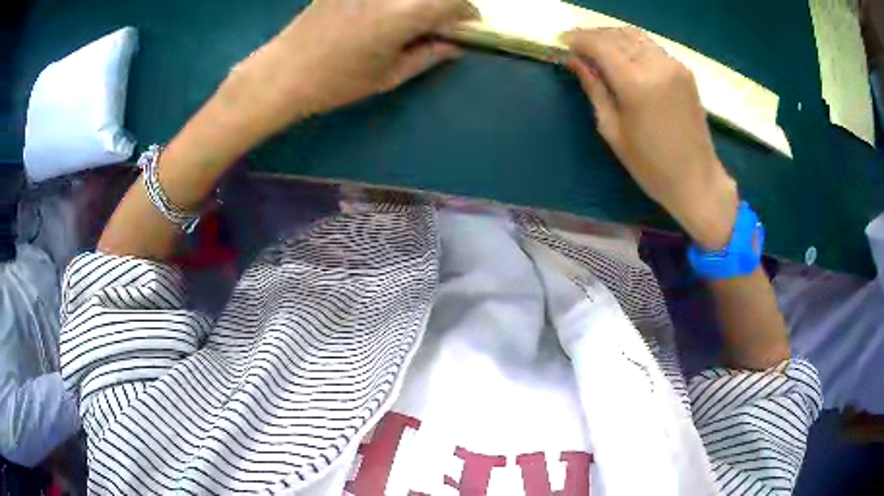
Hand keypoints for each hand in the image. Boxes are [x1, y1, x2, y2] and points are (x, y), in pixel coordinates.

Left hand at [215, 0, 475, 142]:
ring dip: (418, 2)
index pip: (456, 2)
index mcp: (406, 12)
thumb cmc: (337, 81)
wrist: (283, 71)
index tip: (465, 27)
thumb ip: (430, 55)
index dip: (467, 15)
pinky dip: (394, 2)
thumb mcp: (390, 75)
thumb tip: (456, 44)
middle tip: (438, 24)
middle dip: (445, 4)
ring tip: (408, 21)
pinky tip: (384, 13)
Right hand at [563, 28, 737, 248]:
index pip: (599, 44)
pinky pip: (650, 46)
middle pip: (616, 35)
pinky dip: (631, 45)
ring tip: (597, 50)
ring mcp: (673, 66)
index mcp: (636, 84)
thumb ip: (594, 88)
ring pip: (634, 36)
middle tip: (577, 47)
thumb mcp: (613, 130)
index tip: (562, 42)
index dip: (577, 39)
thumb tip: (575, 61)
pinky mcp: (683, 71)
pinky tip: (623, 57)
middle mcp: (656, 65)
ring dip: (612, 37)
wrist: (697, 180)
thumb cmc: (651, 166)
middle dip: (593, 36)